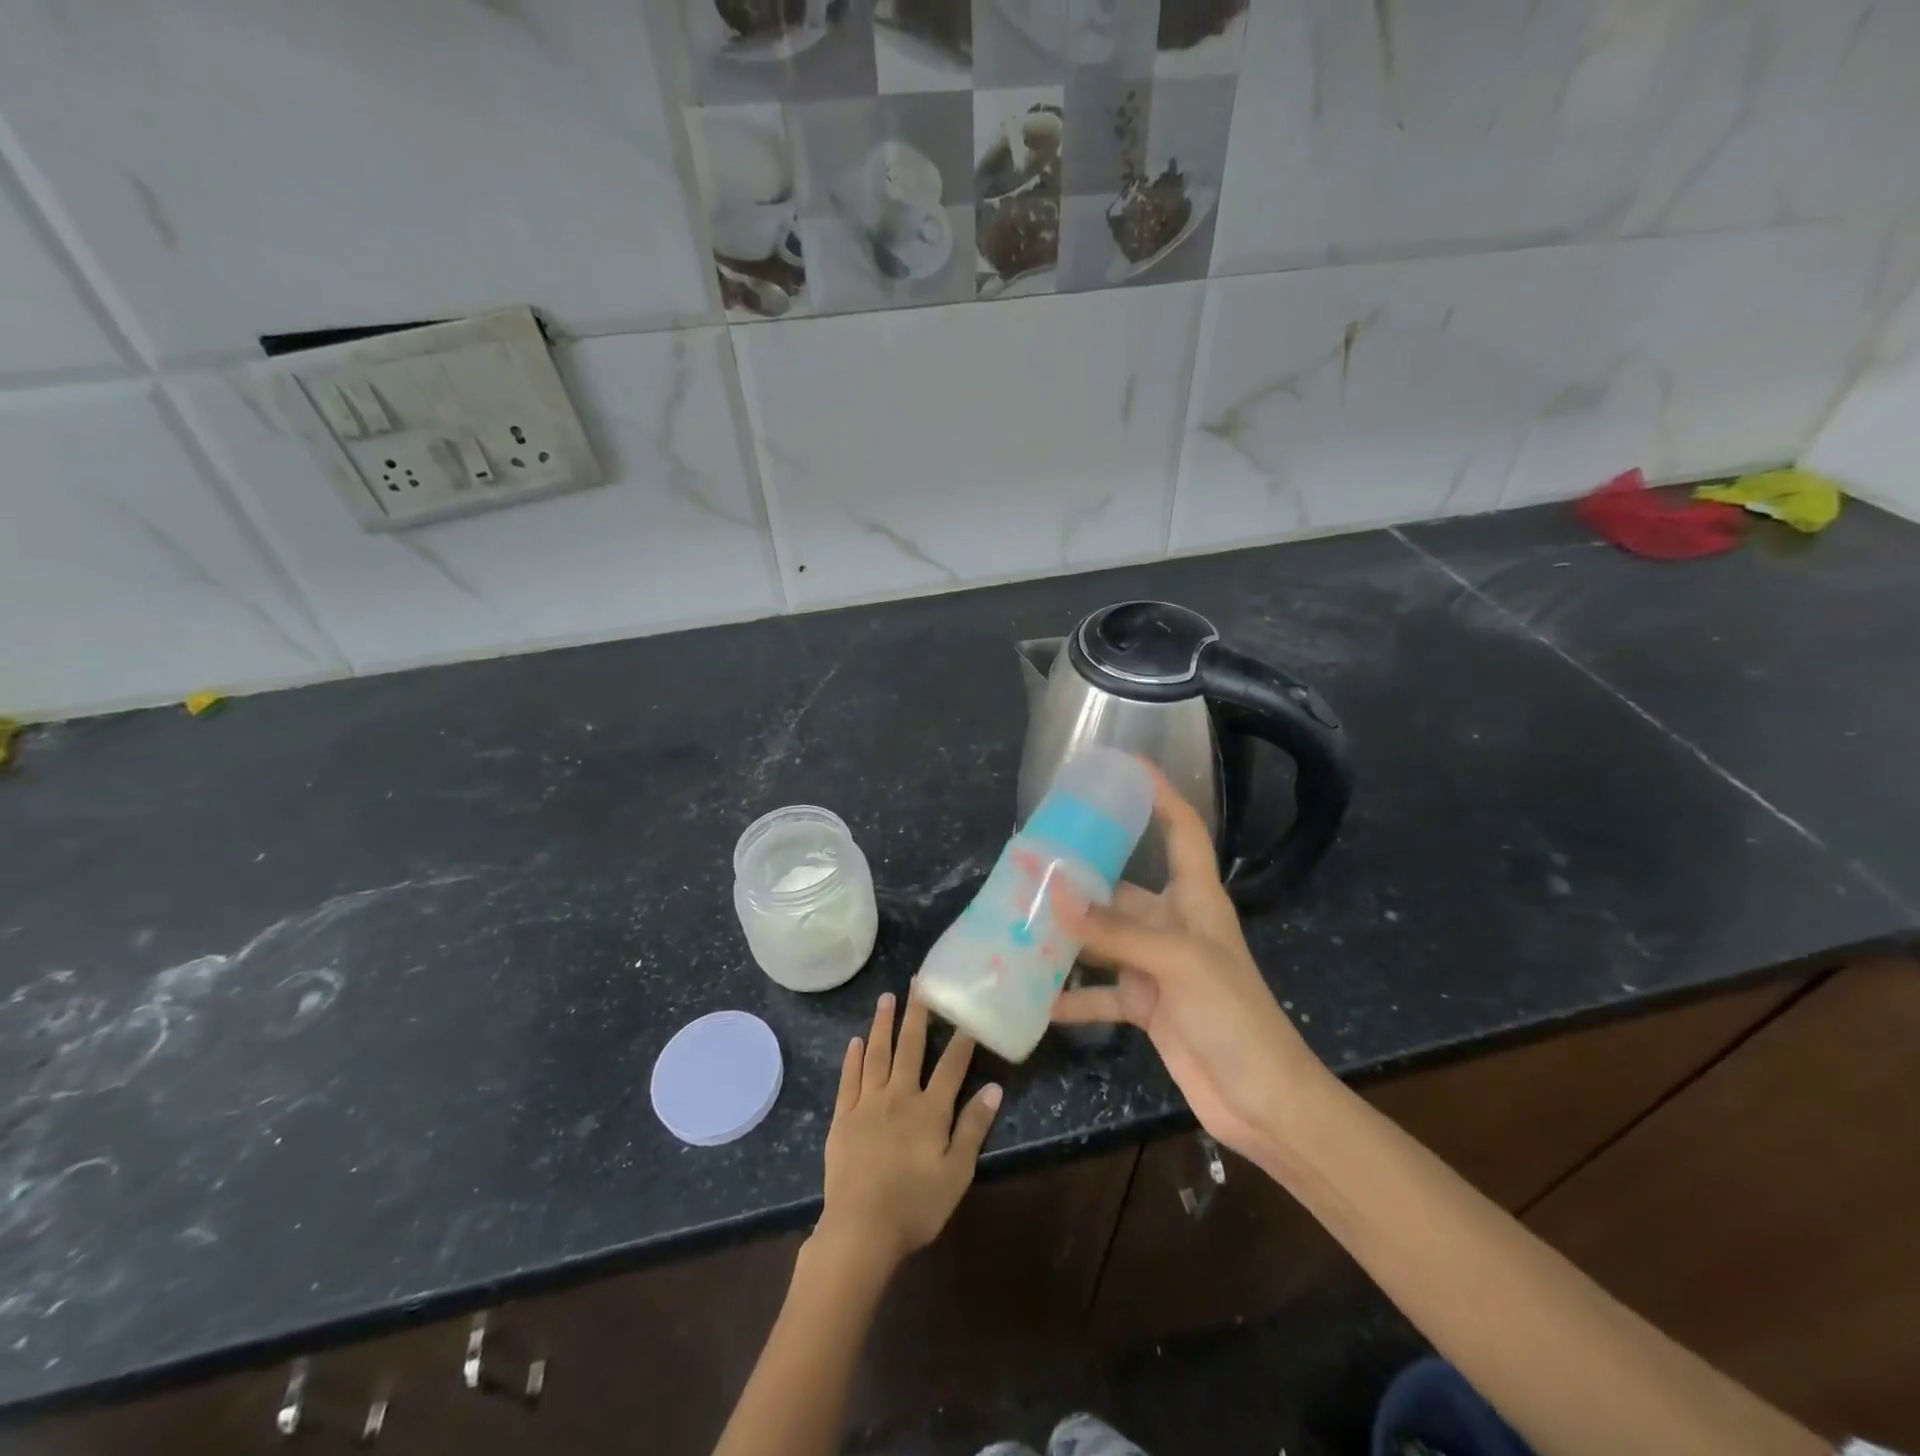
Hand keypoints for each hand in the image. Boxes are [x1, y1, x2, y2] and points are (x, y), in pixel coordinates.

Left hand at [816, 992, 1001, 1272]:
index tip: (967, 1011)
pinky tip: (856, 1040)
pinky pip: (849, 1079)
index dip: (961, 1039)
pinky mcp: (842, 1118)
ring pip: (877, 1054)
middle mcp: (898, 1096)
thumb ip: (973, 1128)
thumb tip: (994, 1088)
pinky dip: (853, 1057)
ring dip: (883, 1024)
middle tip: (918, 982)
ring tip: (887, 997)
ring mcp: (867, 1104)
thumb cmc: (915, 1206)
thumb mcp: (956, 1174)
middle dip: (916, 1014)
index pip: (951, 1065)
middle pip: (909, 1048)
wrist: (859, 1231)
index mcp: (929, 1110)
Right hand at [1052, 767, 1327, 1165]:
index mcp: (1195, 898)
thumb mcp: (1178, 963)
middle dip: (1080, 873)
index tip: (1123, 766)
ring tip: (1018, 920)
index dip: (1159, 793)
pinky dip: (1072, 996)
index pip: (1181, 829)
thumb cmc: (1234, 1016)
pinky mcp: (1146, 1005)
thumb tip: (1055, 894)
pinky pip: (1100, 993)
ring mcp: (1157, 967)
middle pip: (1122, 886)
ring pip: (1103, 938)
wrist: (1263, 1102)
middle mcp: (1173, 925)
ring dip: (1067, 934)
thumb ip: (1115, 930)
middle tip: (1030, 859)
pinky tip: (1037, 998)